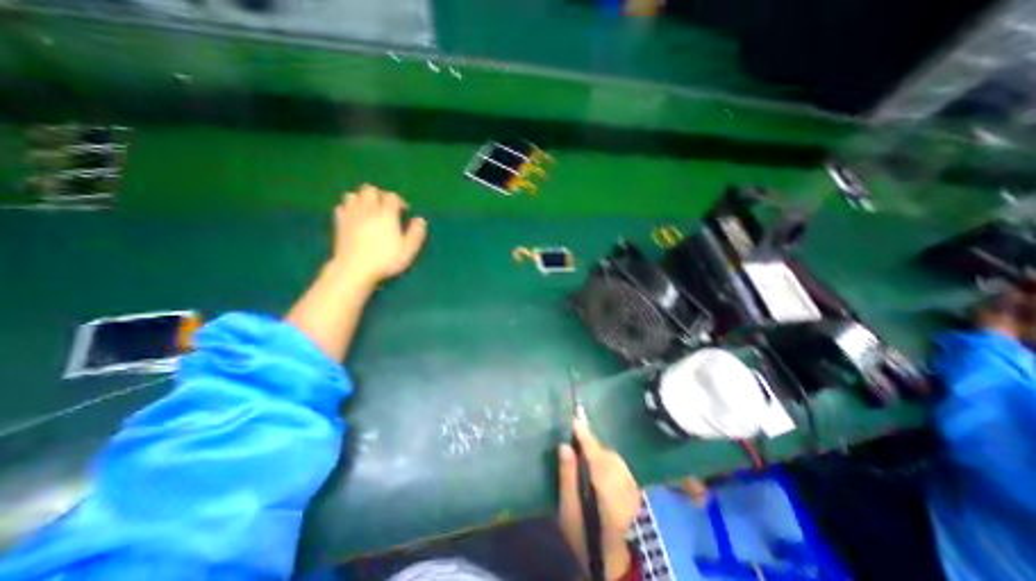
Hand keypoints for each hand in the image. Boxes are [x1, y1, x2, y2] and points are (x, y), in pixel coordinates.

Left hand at [332, 181, 428, 288]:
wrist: (354, 269)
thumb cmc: (385, 260)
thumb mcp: (408, 250)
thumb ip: (416, 233)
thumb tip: (420, 220)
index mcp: (387, 214)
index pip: (392, 197)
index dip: (399, 201)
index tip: (404, 212)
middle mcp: (368, 209)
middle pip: (370, 190)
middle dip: (379, 195)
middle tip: (386, 208)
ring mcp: (351, 215)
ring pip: (353, 195)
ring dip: (362, 199)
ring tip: (369, 210)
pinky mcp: (339, 223)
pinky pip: (341, 207)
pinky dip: (348, 208)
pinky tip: (354, 217)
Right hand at [559, 421, 639, 578]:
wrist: (614, 564)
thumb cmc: (585, 536)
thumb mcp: (569, 509)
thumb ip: (567, 475)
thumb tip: (564, 445)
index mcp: (603, 482)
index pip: (593, 451)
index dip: (584, 434)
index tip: (575, 419)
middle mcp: (620, 480)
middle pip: (606, 453)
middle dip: (591, 443)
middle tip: (577, 437)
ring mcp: (630, 486)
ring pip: (614, 459)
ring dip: (600, 452)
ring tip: (586, 451)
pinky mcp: (634, 493)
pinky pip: (620, 468)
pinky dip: (609, 462)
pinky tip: (601, 467)